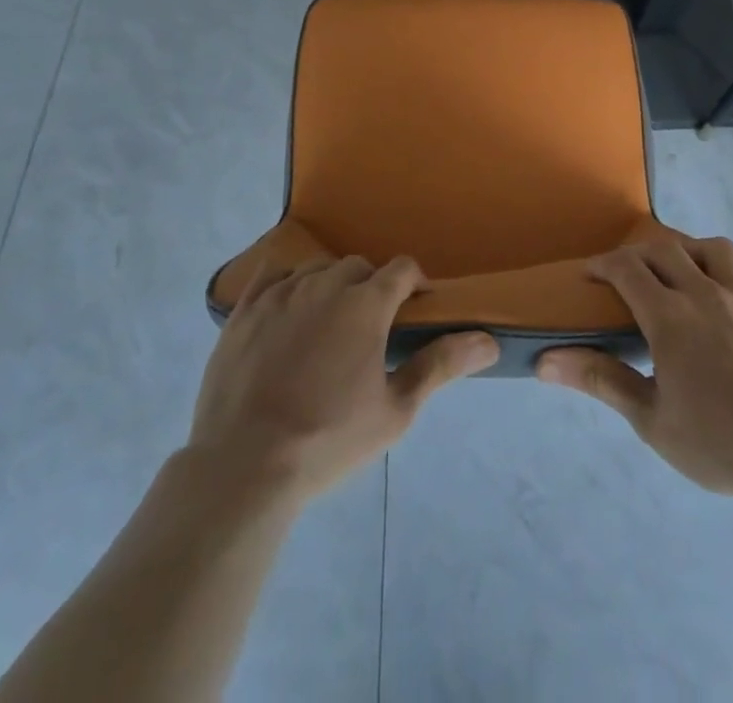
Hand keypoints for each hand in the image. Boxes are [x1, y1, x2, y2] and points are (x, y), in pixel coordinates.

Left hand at [188, 255, 498, 504]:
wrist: (244, 465)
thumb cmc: (329, 439)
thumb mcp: (395, 411)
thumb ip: (440, 365)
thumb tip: (488, 340)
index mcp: (366, 303)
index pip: (402, 269)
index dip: (415, 283)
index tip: (417, 308)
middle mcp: (325, 284)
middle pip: (358, 267)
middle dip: (372, 287)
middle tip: (372, 328)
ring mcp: (281, 293)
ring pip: (316, 268)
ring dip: (331, 284)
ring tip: (329, 322)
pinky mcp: (245, 309)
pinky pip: (272, 275)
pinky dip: (287, 284)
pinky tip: (287, 309)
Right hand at [537, 238, 732, 503]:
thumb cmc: (717, 441)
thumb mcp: (649, 419)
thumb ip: (600, 380)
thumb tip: (545, 361)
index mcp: (670, 316)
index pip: (627, 268)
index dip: (601, 265)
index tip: (587, 277)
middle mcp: (704, 294)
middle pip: (665, 249)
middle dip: (637, 254)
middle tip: (624, 277)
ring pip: (713, 247)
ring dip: (688, 249)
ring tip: (677, 271)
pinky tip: (729, 279)